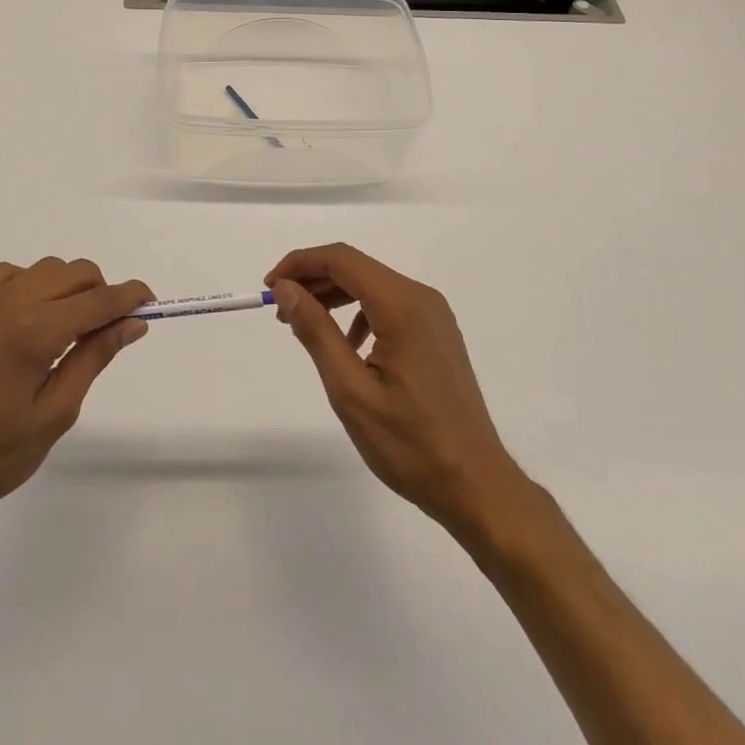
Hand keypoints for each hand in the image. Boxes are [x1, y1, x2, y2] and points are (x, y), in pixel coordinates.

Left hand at [0, 258, 149, 550]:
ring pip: (43, 268)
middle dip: (101, 291)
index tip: (150, 302)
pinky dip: (31, 284)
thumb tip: (132, 323)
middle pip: (74, 272)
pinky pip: (8, 276)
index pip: (97, 300)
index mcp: (34, 332)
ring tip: (70, 328)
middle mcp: (9, 304)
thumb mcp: (53, 416)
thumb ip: (93, 359)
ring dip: (68, 286)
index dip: (130, 297)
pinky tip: (31, 318)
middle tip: (109, 329)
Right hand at [269, 244, 533, 540]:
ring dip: (334, 296)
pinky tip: (347, 346)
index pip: (342, 260)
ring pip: (372, 286)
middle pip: (357, 268)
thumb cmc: (410, 444)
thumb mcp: (350, 390)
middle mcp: (421, 299)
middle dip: (313, 280)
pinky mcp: (436, 334)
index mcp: (403, 306)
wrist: (475, 484)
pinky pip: (389, 306)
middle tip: (279, 310)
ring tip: (303, 325)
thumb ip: (316, 331)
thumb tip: (286, 288)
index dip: (300, 264)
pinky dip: (359, 313)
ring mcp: (433, 316)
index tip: (269, 287)